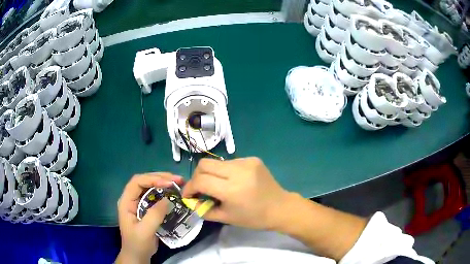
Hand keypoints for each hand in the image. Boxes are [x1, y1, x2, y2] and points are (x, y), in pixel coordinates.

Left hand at [116, 173, 183, 263]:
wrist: (137, 255)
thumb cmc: (138, 244)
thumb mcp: (145, 231)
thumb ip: (155, 215)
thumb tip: (168, 199)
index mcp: (126, 201)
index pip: (137, 182)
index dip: (152, 179)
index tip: (168, 183)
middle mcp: (131, 199)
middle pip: (144, 181)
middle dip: (160, 178)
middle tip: (178, 179)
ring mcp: (138, 203)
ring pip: (150, 187)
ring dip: (163, 183)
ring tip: (178, 183)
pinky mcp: (146, 208)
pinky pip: (155, 196)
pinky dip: (164, 192)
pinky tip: (173, 193)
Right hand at [182, 157, 291, 229]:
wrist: (280, 207)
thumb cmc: (254, 218)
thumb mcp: (226, 218)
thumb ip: (203, 209)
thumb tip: (190, 200)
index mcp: (232, 189)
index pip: (201, 181)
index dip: (190, 187)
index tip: (188, 195)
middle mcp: (239, 171)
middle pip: (204, 164)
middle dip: (197, 176)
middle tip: (199, 188)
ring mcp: (247, 162)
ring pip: (216, 162)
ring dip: (211, 174)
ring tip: (217, 186)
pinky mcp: (253, 158)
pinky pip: (230, 162)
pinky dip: (224, 171)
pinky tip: (232, 181)